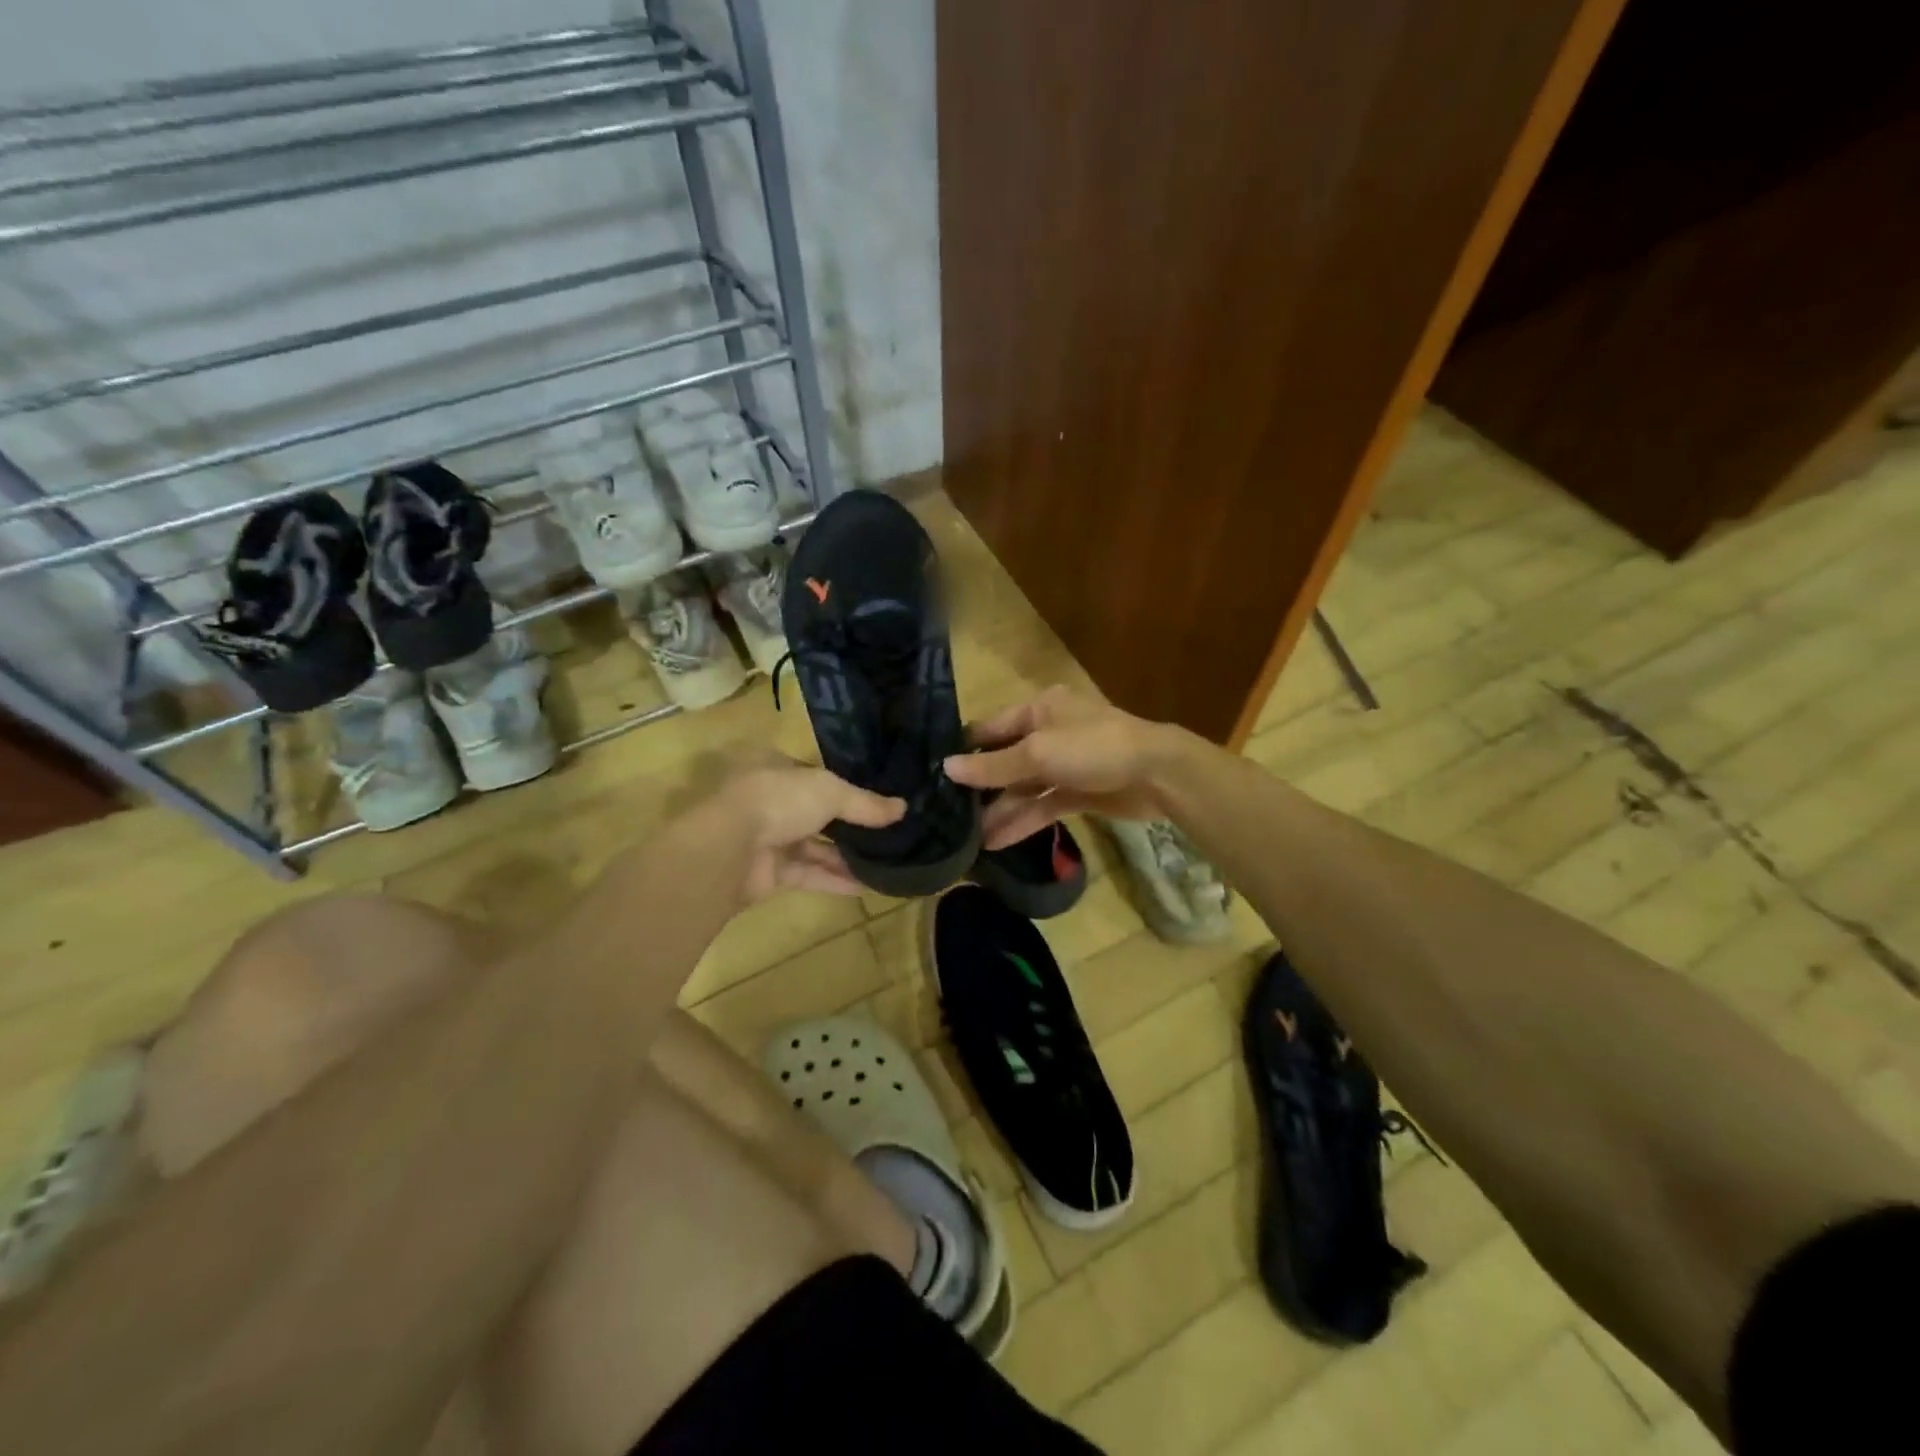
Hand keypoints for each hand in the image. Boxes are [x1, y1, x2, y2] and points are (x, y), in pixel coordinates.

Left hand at [704, 759, 903, 902]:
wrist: (728, 850)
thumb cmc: (778, 800)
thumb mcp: (831, 791)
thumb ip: (866, 803)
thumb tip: (903, 808)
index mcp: (775, 768)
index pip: (814, 774)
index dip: (845, 785)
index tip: (877, 798)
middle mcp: (769, 800)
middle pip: (816, 812)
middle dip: (849, 824)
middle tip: (888, 832)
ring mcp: (767, 838)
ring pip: (814, 846)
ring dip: (846, 855)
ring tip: (886, 861)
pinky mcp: (769, 873)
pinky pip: (809, 874)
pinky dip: (835, 879)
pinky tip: (868, 885)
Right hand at [944, 686, 1185, 849]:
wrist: (1158, 775)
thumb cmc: (1094, 748)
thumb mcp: (1039, 753)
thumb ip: (994, 765)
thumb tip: (947, 768)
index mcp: (1039, 709)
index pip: (991, 728)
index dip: (965, 750)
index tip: (933, 775)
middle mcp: (1049, 733)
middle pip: (1005, 761)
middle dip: (979, 788)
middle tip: (945, 814)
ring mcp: (1065, 765)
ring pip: (1023, 789)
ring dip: (999, 811)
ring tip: (967, 839)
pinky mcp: (1078, 793)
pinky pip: (1043, 807)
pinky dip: (1022, 822)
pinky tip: (996, 842)